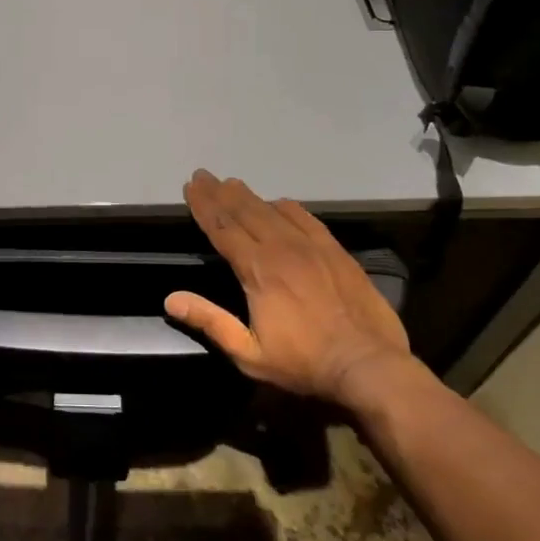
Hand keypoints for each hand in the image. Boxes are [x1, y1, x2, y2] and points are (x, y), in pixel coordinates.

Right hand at [166, 169, 412, 408]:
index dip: (204, 206)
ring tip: (232, 183)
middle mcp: (282, 249)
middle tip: (203, 175)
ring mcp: (312, 247)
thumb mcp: (249, 353)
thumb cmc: (304, 363)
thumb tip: (170, 299)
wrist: (369, 365)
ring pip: (273, 211)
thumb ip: (210, 321)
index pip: (223, 229)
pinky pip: (306, 218)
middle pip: (244, 212)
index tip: (190, 186)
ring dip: (249, 196)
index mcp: (258, 271)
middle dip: (220, 193)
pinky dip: (287, 207)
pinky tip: (279, 202)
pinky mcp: (335, 251)